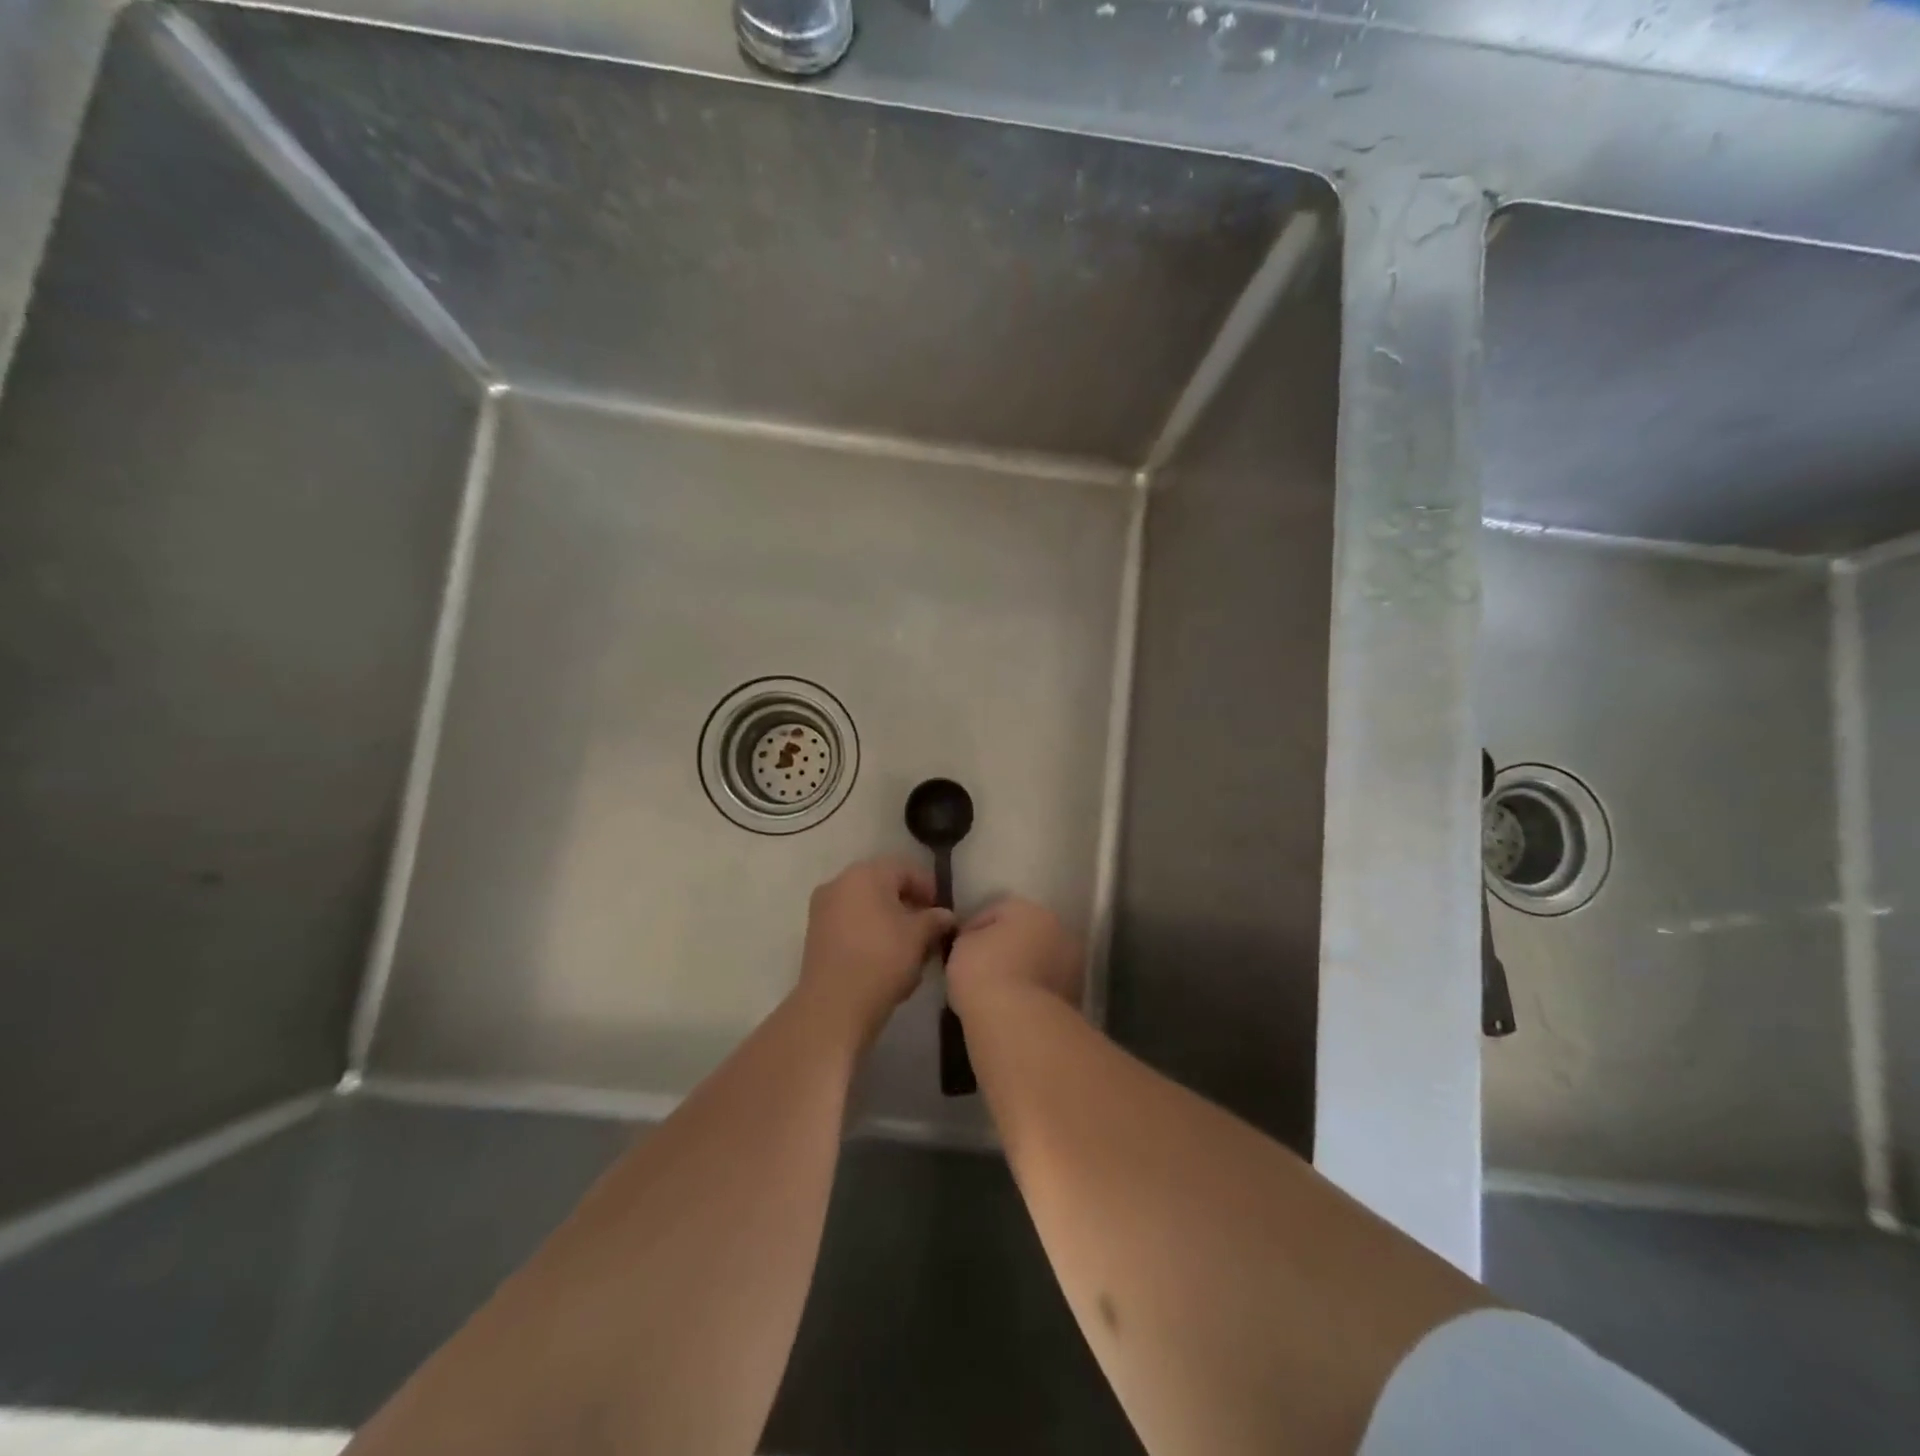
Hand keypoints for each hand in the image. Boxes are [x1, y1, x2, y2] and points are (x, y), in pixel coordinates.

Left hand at [797, 858, 954, 1046]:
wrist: (834, 1005)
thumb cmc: (882, 959)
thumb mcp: (919, 936)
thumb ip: (936, 919)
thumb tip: (945, 915)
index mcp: (866, 873)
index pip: (906, 869)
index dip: (929, 888)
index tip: (941, 913)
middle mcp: (840, 882)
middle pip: (884, 886)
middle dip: (908, 905)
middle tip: (927, 930)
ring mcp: (823, 908)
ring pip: (866, 906)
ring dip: (889, 921)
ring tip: (909, 949)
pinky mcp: (815, 934)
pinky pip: (850, 924)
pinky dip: (870, 933)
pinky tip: (884, 959)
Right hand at [947, 897, 1082, 1022]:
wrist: (1017, 1021)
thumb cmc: (984, 972)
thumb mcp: (962, 946)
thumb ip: (970, 937)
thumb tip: (977, 943)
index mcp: (1030, 910)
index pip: (995, 912)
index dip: (973, 930)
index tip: (958, 950)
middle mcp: (1058, 930)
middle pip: (1024, 935)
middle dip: (1005, 948)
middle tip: (981, 969)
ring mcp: (1072, 965)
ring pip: (1039, 962)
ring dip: (1022, 971)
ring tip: (997, 991)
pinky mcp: (1075, 997)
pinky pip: (1046, 988)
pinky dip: (1032, 993)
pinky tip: (1012, 1007)